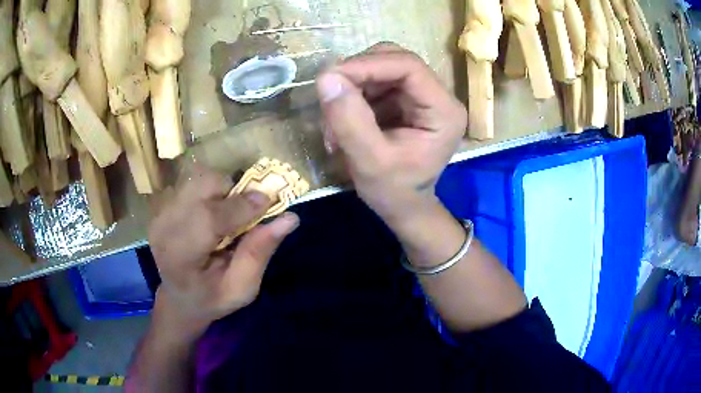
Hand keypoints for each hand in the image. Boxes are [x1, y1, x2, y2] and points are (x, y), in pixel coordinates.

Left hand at [148, 167, 298, 334]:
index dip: (240, 206)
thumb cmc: (212, 298)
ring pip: (199, 179)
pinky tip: (211, 216)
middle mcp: (164, 228)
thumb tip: (290, 218)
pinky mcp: (162, 205)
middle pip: (202, 187)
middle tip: (245, 215)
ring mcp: (159, 213)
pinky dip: (211, 193)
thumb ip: (259, 253)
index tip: (269, 202)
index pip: (208, 219)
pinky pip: (193, 184)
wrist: (179, 297)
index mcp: (180, 257)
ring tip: (226, 217)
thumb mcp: (242, 289)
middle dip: (231, 193)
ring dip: (222, 191)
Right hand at [316, 43, 466, 224]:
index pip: (409, 66)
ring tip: (333, 120)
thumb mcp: (369, 162)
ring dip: (351, 87)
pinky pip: (375, 83)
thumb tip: (326, 78)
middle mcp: (438, 96)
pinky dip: (353, 95)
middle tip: (330, 98)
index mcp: (444, 111)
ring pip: (381, 68)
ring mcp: (422, 96)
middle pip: (395, 60)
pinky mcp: (406, 100)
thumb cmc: (393, 192)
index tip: (330, 78)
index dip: (367, 64)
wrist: (403, 206)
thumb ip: (349, 120)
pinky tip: (342, 120)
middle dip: (357, 74)